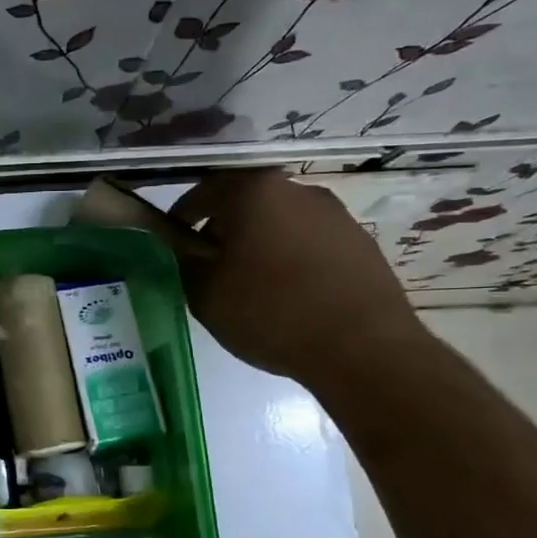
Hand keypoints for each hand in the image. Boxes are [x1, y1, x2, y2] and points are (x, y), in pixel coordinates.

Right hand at [169, 170, 427, 389]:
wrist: (363, 348)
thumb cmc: (271, 313)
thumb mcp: (205, 293)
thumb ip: (185, 260)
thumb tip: (186, 246)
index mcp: (253, 191)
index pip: (202, 191)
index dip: (181, 217)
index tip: (173, 244)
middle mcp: (297, 190)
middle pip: (245, 203)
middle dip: (223, 230)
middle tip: (210, 267)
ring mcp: (335, 214)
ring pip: (280, 222)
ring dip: (260, 244)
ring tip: (252, 285)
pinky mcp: (361, 242)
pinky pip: (310, 242)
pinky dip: (292, 258)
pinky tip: (290, 295)